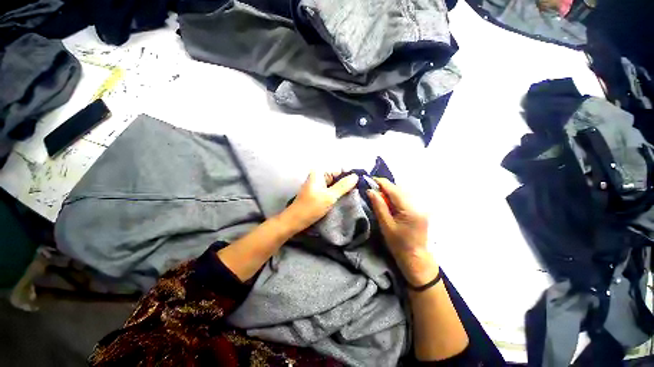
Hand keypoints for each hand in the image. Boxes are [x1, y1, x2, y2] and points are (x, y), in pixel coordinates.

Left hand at [283, 171, 358, 232]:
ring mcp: (318, 185)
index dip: (349, 177)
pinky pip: (330, 191)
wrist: (295, 221)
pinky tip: (345, 200)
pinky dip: (337, 195)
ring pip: (334, 185)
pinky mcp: (318, 194)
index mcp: (319, 173)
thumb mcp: (329, 196)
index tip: (361, 184)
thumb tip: (356, 176)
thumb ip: (343, 186)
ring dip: (342, 191)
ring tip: (354, 197)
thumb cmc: (311, 207)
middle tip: (359, 193)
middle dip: (347, 184)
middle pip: (337, 178)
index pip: (339, 170)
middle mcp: (318, 176)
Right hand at [367, 178, 437, 285]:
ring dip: (390, 191)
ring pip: (403, 192)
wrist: (415, 257)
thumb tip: (370, 190)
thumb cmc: (398, 244)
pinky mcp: (420, 209)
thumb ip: (379, 206)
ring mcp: (421, 206)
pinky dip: (396, 197)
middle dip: (385, 187)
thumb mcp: (386, 225)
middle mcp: (418, 204)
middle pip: (399, 188)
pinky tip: (390, 202)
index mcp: (410, 209)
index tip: (369, 179)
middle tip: (373, 191)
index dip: (381, 182)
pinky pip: (406, 197)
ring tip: (380, 196)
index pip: (393, 189)